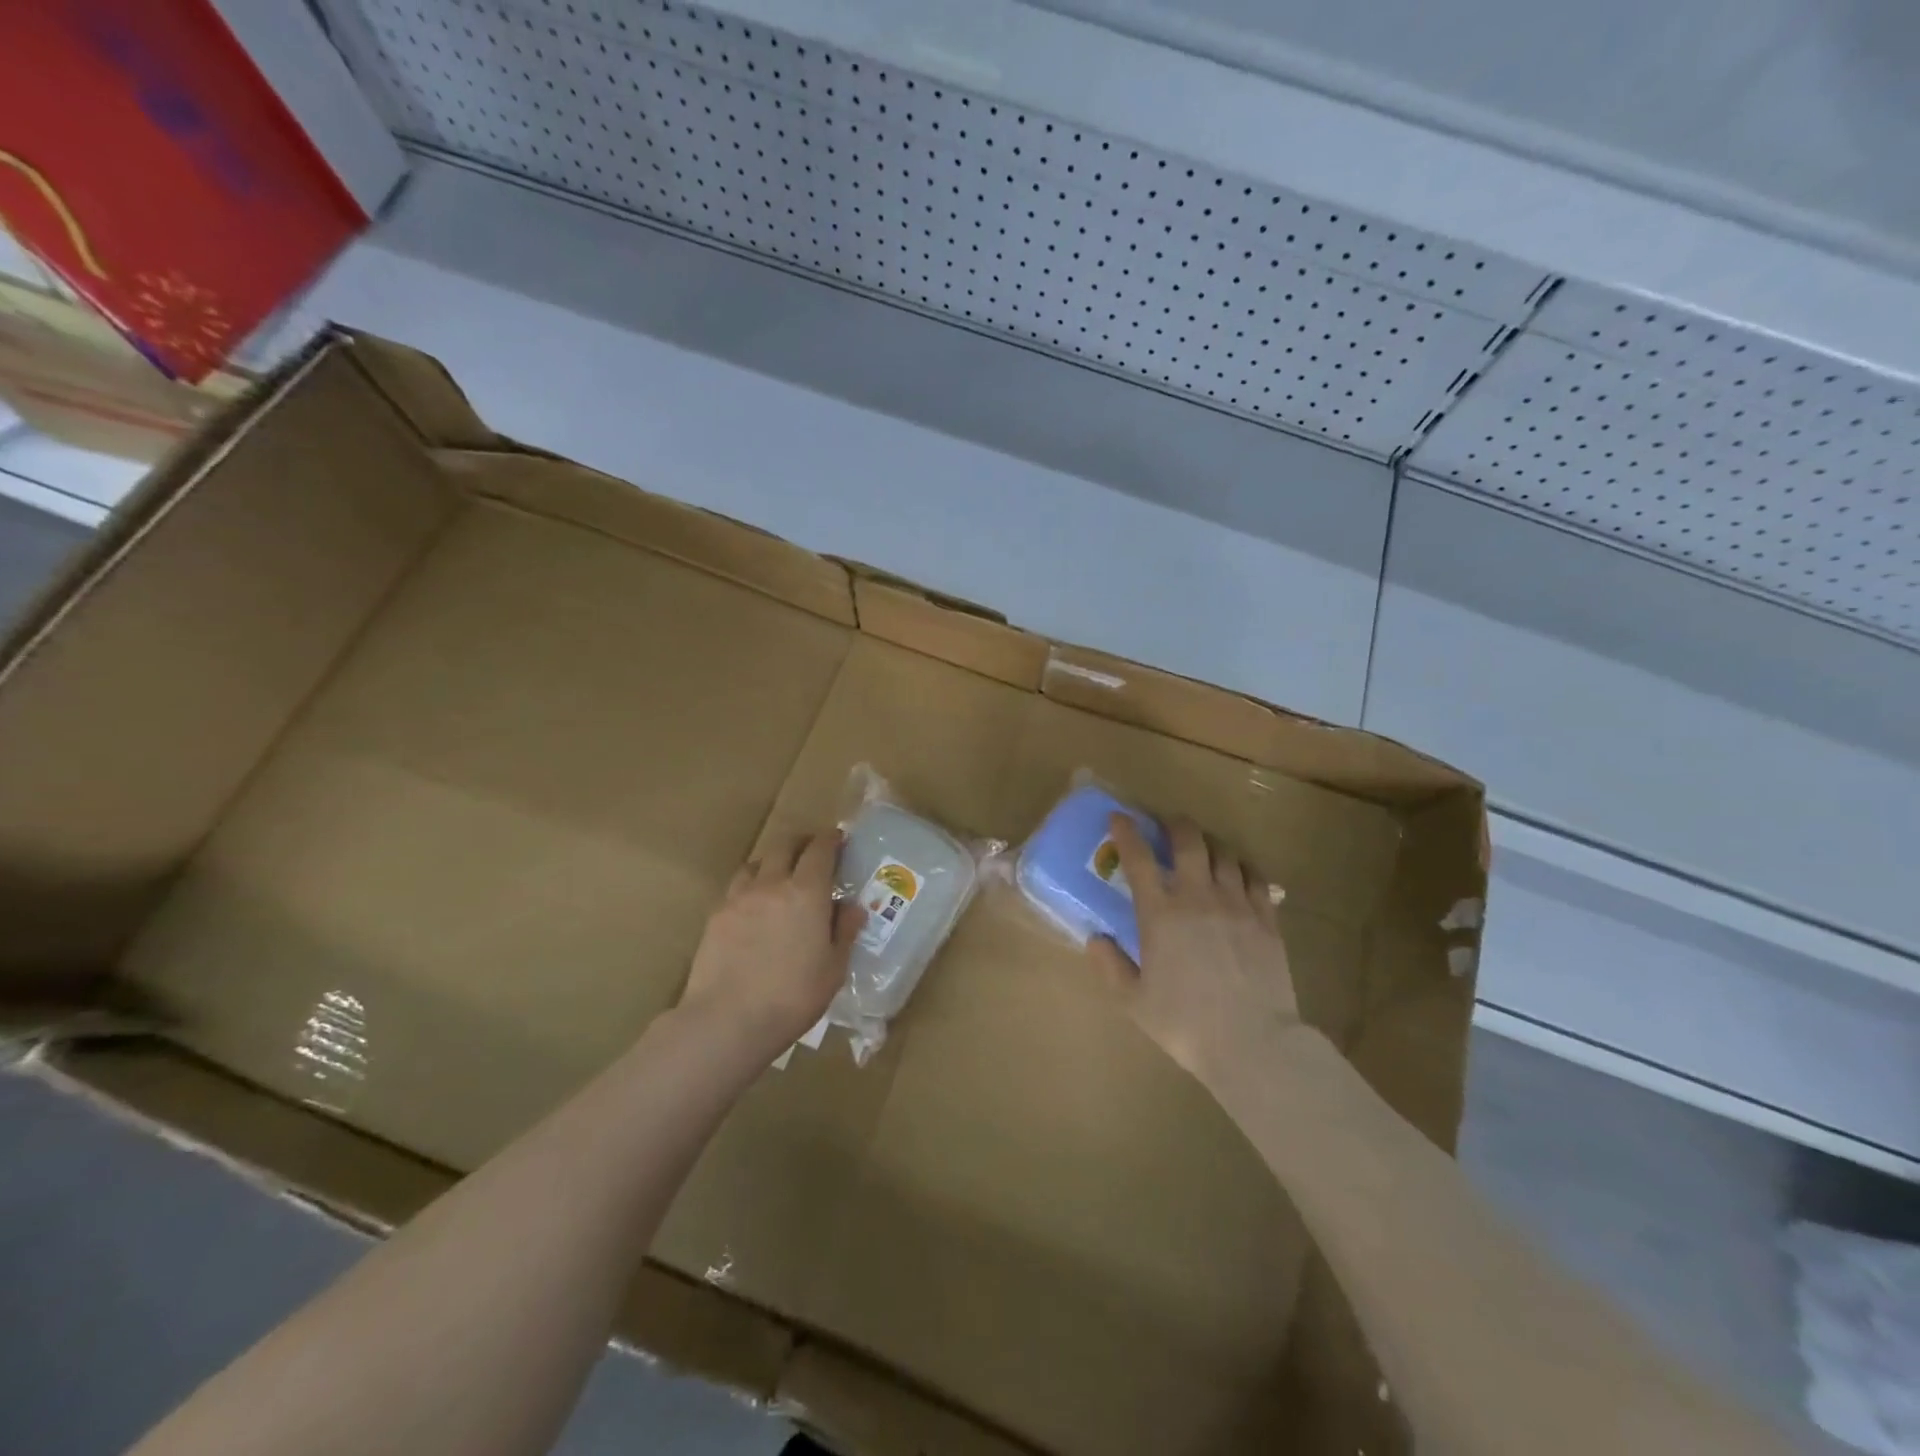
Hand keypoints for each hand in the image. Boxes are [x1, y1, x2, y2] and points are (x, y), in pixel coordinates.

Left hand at [679, 830, 864, 1056]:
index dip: (830, 839)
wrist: (727, 1019)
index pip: (820, 849)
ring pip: (756, 863)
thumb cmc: (793, 996)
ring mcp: (739, 898)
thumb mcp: (833, 968)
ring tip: (779, 877)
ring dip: (772, 862)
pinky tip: (753, 908)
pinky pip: (736, 888)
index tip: (838, 839)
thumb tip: (852, 907)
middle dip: (801, 842)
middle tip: (811, 853)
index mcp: (807, 892)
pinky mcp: (716, 916)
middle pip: (784, 845)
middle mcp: (772, 884)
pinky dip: (749, 886)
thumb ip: (844, 931)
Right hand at [1089, 814, 1300, 1088]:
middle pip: (1189, 840)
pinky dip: (1242, 867)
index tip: (1119, 817)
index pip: (1139, 858)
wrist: (1253, 1043)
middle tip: (1167, 825)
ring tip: (1203, 849)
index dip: (1127, 832)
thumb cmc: (1185, 1024)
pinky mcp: (1266, 918)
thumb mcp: (1134, 1001)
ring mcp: (1237, 904)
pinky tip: (1238, 874)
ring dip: (1209, 844)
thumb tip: (1095, 939)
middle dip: (1175, 824)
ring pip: (1224, 853)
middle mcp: (1198, 897)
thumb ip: (1111, 966)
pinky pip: (1255, 877)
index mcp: (1160, 914)